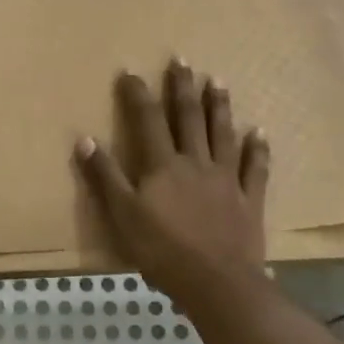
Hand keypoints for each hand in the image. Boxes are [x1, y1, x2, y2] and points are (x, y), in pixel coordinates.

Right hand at [75, 59, 268, 295]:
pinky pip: (255, 168)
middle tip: (182, 59)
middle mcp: (195, 162)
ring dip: (219, 106)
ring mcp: (226, 179)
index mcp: (162, 165)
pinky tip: (259, 132)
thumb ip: (105, 176)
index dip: (138, 94)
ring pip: (222, 134)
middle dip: (182, 87)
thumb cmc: (163, 251)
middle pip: (188, 117)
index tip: (131, 71)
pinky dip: (257, 149)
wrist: (217, 284)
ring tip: (218, 81)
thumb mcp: (122, 215)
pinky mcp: (249, 200)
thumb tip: (84, 138)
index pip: (147, 120)